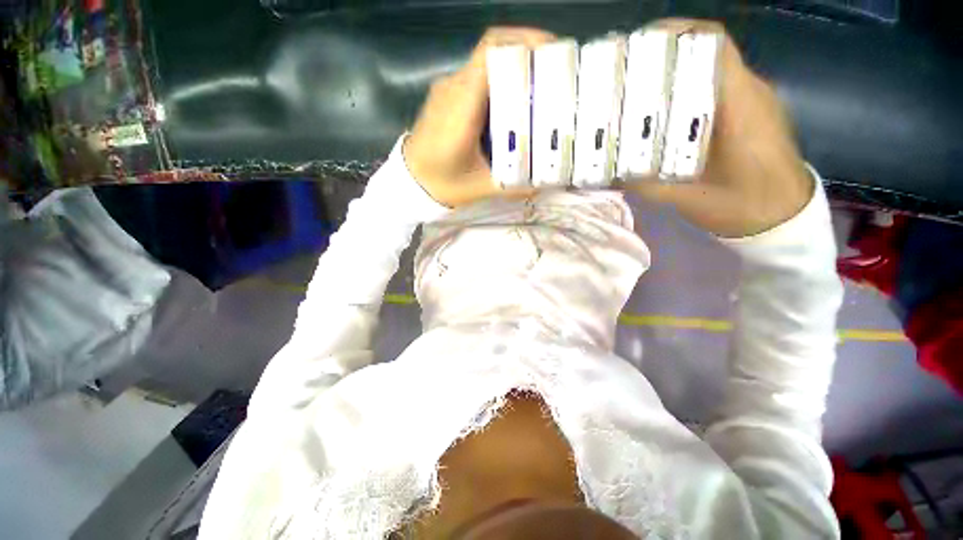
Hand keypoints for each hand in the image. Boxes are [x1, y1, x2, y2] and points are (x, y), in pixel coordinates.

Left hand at [404, 27, 554, 207]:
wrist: (410, 181)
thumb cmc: (442, 183)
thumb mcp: (481, 188)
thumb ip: (513, 187)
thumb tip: (544, 187)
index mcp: (461, 106)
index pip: (490, 53)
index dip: (523, 41)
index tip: (553, 50)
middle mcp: (453, 87)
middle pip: (492, 53)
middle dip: (527, 55)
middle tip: (555, 74)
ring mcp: (447, 89)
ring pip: (485, 65)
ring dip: (513, 69)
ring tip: (539, 89)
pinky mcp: (446, 96)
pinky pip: (477, 79)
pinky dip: (499, 83)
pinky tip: (512, 104)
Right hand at [632, 20, 813, 237]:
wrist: (782, 215)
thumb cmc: (742, 206)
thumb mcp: (687, 198)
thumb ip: (648, 184)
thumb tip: (610, 173)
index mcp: (741, 106)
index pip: (714, 47)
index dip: (677, 35)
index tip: (638, 43)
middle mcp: (749, 91)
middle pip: (706, 51)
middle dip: (664, 52)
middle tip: (624, 70)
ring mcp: (751, 98)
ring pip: (708, 67)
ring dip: (673, 69)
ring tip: (636, 87)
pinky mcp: (747, 110)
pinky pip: (713, 86)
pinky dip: (685, 88)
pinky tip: (661, 109)